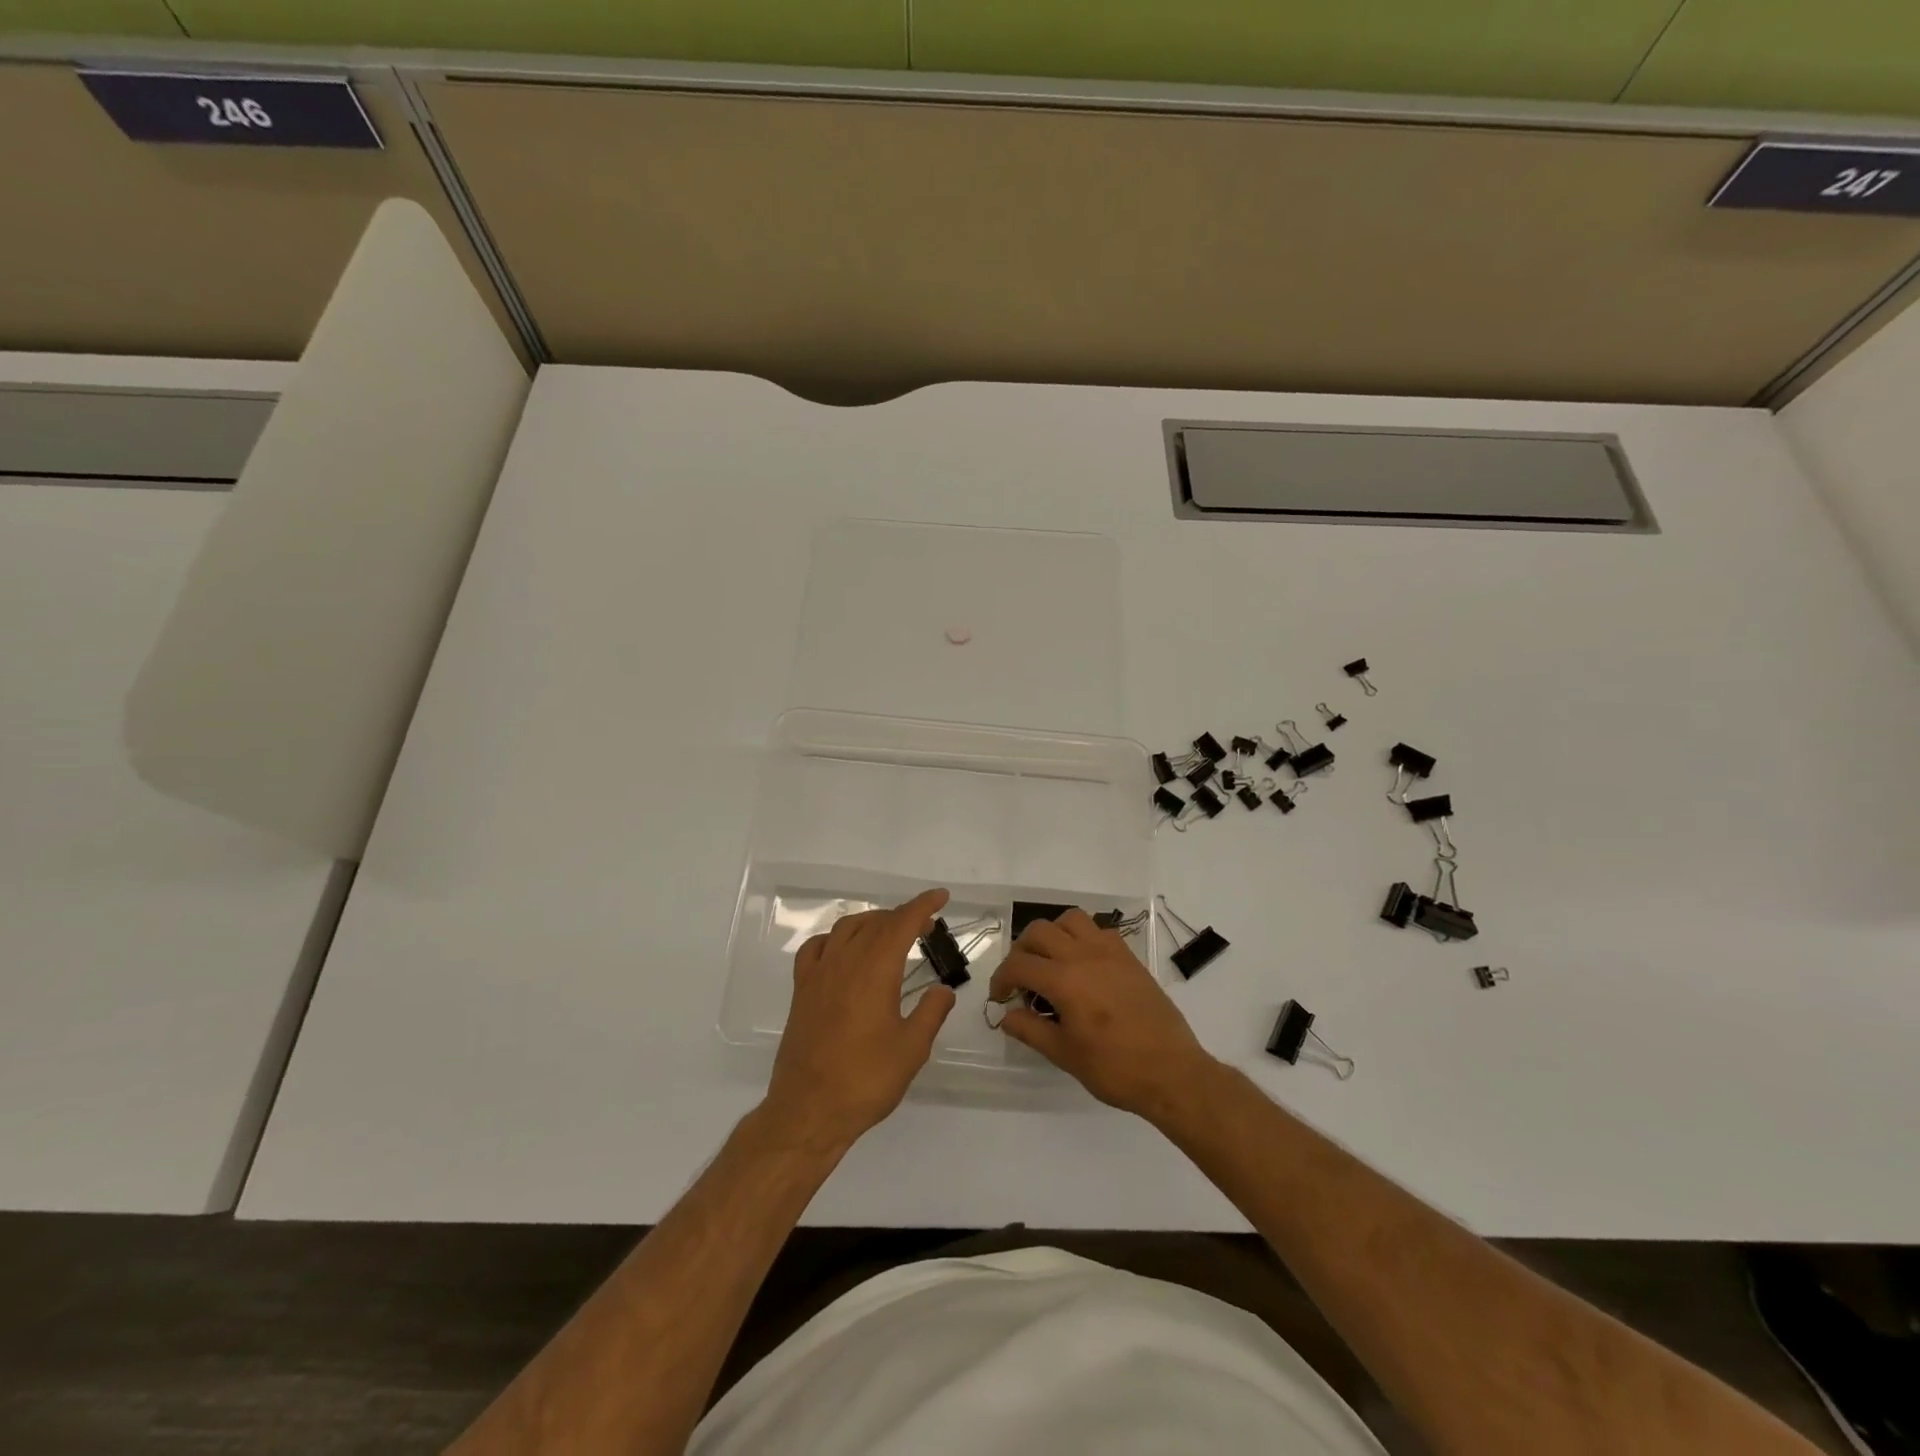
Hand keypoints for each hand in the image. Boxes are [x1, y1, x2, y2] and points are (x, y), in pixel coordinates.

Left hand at [764, 888, 955, 1151]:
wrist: (808, 1110)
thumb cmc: (865, 1080)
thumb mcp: (912, 1049)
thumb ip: (931, 1013)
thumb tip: (942, 990)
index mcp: (875, 971)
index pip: (901, 924)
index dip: (923, 906)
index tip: (941, 897)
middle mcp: (845, 962)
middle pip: (876, 922)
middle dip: (903, 916)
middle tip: (925, 925)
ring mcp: (819, 974)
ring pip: (846, 928)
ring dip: (872, 921)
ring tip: (890, 932)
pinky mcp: (801, 990)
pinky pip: (816, 947)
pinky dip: (835, 938)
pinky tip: (844, 950)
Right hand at [989, 909, 1218, 1121]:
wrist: (1171, 1071)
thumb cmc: (1115, 1069)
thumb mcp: (1065, 1055)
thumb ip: (1030, 1030)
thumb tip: (1006, 1016)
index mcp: (1064, 980)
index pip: (1019, 964)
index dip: (1001, 979)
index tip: (1000, 998)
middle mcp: (1084, 955)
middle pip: (1039, 932)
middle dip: (1021, 951)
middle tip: (1021, 979)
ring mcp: (1109, 951)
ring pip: (1070, 919)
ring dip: (1052, 934)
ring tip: (1050, 961)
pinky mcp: (1129, 956)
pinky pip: (1098, 930)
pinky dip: (1081, 937)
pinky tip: (1082, 964)